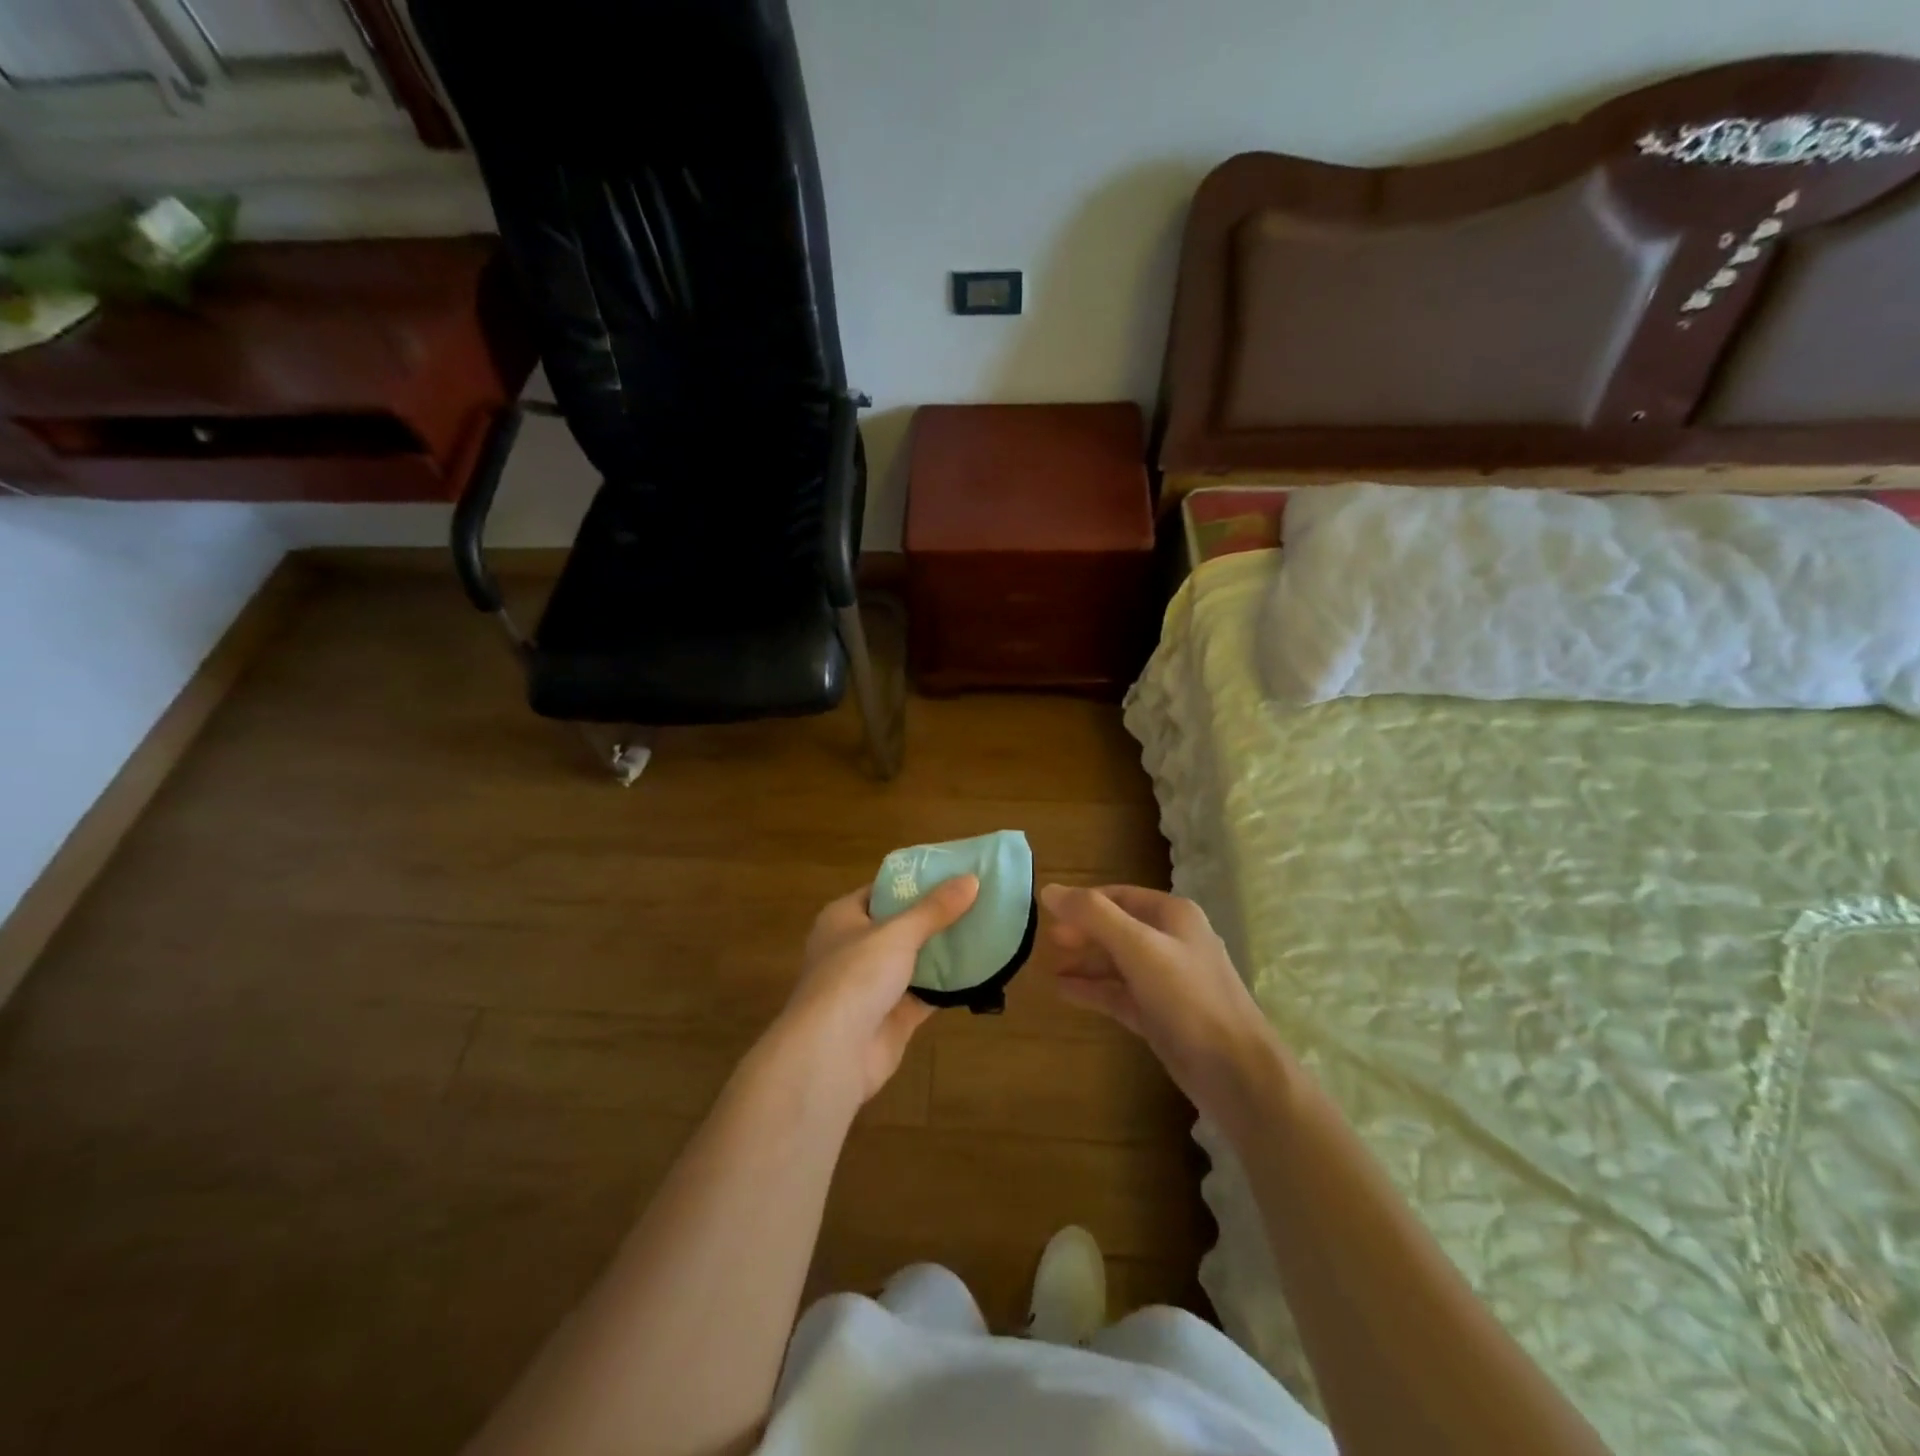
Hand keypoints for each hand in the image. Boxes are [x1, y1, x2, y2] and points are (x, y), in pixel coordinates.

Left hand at [774, 875, 979, 1105]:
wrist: (833, 1052)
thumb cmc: (855, 976)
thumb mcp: (897, 933)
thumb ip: (935, 909)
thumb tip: (972, 879)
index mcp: (843, 918)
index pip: (881, 891)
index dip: (914, 882)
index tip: (952, 873)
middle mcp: (855, 949)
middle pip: (900, 926)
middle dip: (935, 917)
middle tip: (977, 900)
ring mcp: (872, 986)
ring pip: (914, 961)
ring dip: (944, 951)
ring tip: (985, 929)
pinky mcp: (891, 1017)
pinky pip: (925, 994)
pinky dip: (948, 986)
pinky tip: (980, 971)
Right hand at [1040, 884, 1287, 1130]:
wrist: (1235, 1072)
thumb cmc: (1188, 997)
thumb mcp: (1138, 947)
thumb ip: (1093, 916)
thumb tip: (1049, 889)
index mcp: (1173, 916)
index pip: (1119, 896)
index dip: (1084, 902)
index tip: (1048, 912)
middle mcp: (1172, 942)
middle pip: (1118, 928)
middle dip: (1083, 933)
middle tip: (1047, 942)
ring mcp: (1167, 981)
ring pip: (1118, 963)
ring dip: (1085, 962)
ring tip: (1050, 967)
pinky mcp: (1160, 1015)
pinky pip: (1120, 994)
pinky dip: (1094, 990)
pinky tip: (1064, 991)